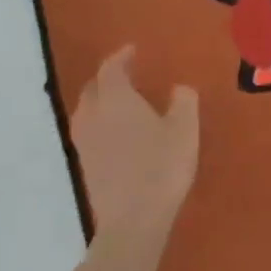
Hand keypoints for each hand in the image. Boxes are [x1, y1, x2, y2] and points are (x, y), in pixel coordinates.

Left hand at [68, 47, 198, 242]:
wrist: (133, 220)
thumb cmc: (162, 166)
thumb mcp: (185, 129)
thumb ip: (183, 101)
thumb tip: (179, 88)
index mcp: (116, 100)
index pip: (111, 69)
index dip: (121, 57)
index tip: (133, 50)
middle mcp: (94, 116)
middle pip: (93, 89)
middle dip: (107, 78)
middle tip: (127, 74)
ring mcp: (86, 143)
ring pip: (87, 112)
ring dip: (100, 101)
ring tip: (120, 103)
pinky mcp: (86, 166)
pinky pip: (89, 132)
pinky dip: (100, 124)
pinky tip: (118, 134)